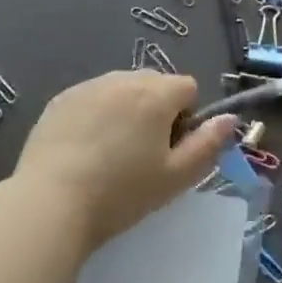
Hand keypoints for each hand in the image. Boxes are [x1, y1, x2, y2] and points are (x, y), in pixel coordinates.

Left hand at [14, 70, 236, 248]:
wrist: (50, 203)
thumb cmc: (121, 194)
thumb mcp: (175, 178)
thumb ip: (208, 144)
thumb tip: (230, 118)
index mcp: (156, 94)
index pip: (187, 87)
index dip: (186, 118)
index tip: (170, 150)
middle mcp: (123, 79)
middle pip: (154, 83)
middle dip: (156, 109)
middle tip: (142, 154)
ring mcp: (88, 86)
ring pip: (122, 88)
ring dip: (126, 109)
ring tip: (110, 152)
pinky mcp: (61, 99)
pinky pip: (92, 97)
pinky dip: (96, 114)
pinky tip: (83, 149)